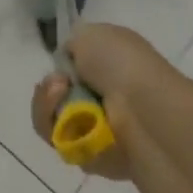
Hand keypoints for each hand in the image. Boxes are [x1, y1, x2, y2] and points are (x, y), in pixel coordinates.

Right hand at [30, 24, 186, 179]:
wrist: (144, 110)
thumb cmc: (121, 64)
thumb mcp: (90, 34)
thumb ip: (72, 44)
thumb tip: (69, 60)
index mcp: (110, 68)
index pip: (71, 72)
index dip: (58, 69)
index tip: (59, 68)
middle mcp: (105, 99)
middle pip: (55, 98)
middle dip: (48, 91)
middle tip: (59, 85)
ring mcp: (98, 129)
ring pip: (52, 122)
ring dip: (48, 107)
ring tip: (63, 98)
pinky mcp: (93, 157)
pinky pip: (62, 145)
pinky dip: (62, 132)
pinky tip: (75, 124)